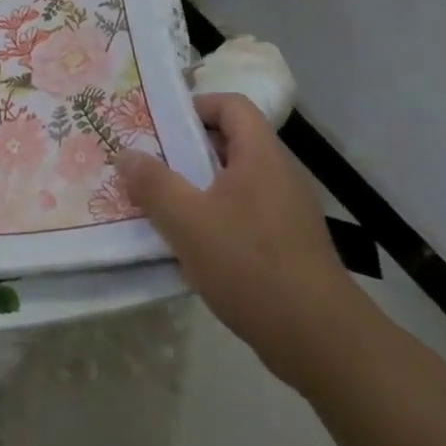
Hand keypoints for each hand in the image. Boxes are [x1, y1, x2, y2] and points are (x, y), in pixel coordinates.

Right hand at [115, 92, 371, 390]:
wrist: (319, 340)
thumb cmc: (250, 265)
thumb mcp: (187, 221)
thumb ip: (153, 183)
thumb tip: (126, 155)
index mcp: (261, 156)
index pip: (231, 105)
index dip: (195, 105)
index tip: (160, 125)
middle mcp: (278, 175)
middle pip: (229, 142)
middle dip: (186, 149)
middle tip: (148, 163)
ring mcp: (287, 212)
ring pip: (234, 182)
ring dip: (196, 187)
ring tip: (160, 204)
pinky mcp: (288, 245)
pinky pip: (244, 213)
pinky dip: (214, 218)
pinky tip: (190, 245)